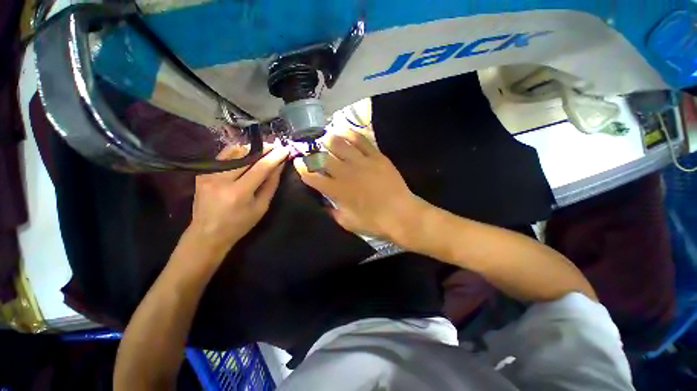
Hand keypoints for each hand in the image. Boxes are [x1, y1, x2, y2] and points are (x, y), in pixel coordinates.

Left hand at [188, 145, 288, 255]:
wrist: (207, 234)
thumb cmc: (239, 224)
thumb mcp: (261, 207)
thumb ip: (271, 185)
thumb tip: (279, 166)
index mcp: (239, 192)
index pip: (260, 168)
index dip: (275, 157)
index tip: (285, 149)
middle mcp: (221, 180)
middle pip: (247, 156)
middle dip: (264, 150)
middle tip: (276, 146)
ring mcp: (208, 174)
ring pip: (234, 152)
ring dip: (251, 150)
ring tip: (263, 150)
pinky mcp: (202, 173)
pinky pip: (223, 156)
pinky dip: (237, 153)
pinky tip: (246, 154)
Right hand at [293, 128, 419, 239]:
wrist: (402, 215)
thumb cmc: (374, 222)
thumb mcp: (348, 223)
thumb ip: (333, 212)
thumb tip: (323, 203)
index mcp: (338, 191)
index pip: (313, 176)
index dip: (302, 168)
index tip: (298, 163)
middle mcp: (346, 173)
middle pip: (323, 157)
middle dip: (312, 152)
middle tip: (310, 149)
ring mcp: (362, 163)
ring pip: (340, 144)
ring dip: (329, 139)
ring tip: (325, 137)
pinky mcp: (377, 157)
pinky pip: (361, 140)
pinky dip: (351, 134)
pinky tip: (344, 131)